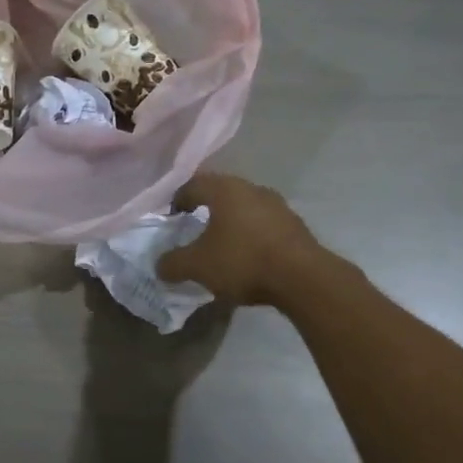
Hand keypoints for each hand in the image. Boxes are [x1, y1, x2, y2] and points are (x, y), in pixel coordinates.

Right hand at [156, 171, 324, 307]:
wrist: (302, 278)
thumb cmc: (243, 261)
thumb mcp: (197, 266)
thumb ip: (173, 263)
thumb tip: (160, 266)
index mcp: (224, 189)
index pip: (193, 185)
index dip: (177, 200)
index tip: (171, 218)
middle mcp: (251, 188)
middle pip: (221, 192)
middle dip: (205, 208)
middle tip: (193, 228)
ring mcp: (277, 205)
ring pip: (244, 207)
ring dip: (231, 221)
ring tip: (221, 244)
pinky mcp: (295, 225)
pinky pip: (264, 224)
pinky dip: (251, 234)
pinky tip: (248, 255)